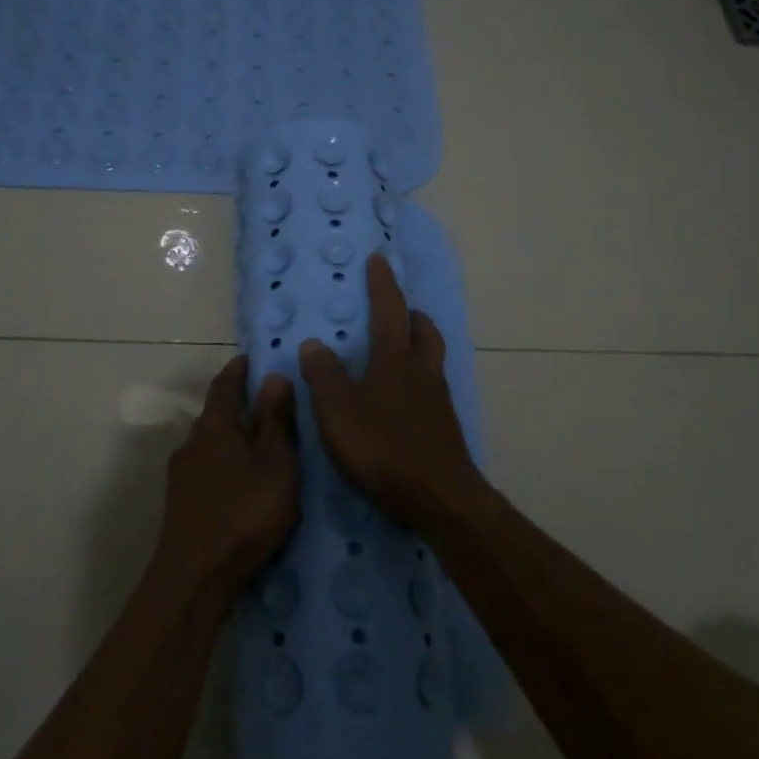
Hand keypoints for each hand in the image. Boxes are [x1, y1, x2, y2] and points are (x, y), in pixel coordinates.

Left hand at [154, 355, 299, 595]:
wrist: (196, 577)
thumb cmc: (244, 512)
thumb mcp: (275, 463)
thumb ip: (275, 420)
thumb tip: (274, 375)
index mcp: (215, 426)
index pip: (225, 385)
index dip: (238, 371)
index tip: (249, 359)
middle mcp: (192, 442)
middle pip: (215, 414)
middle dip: (236, 404)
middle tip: (264, 401)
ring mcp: (182, 474)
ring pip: (210, 444)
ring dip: (231, 437)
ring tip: (257, 443)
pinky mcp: (181, 503)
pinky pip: (207, 469)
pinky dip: (224, 463)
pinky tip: (239, 481)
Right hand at [298, 253, 480, 527]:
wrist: (441, 498)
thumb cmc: (384, 450)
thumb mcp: (339, 413)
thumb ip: (324, 376)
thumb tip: (315, 343)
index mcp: (395, 361)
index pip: (389, 310)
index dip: (382, 284)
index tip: (378, 260)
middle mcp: (422, 372)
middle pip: (423, 331)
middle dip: (410, 314)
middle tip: (398, 309)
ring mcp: (438, 400)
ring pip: (431, 358)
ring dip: (419, 343)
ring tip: (401, 347)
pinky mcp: (444, 427)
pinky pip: (432, 387)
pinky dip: (419, 377)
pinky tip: (405, 397)